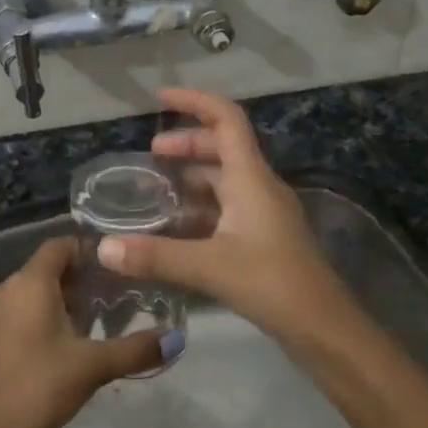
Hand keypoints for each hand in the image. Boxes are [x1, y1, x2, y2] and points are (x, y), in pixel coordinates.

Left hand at [0, 238, 178, 427]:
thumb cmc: (43, 386)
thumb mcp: (95, 365)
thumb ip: (137, 348)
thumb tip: (177, 340)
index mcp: (29, 282)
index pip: (60, 245)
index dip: (88, 249)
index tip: (117, 264)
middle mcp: (7, 287)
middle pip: (47, 267)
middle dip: (80, 277)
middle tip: (115, 293)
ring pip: (33, 289)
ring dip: (63, 297)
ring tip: (97, 316)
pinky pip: (21, 307)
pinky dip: (44, 312)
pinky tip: (68, 338)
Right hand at [98, 88, 352, 342]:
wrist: (324, 328)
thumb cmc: (272, 283)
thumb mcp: (209, 266)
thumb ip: (154, 255)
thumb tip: (103, 248)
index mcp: (251, 178)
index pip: (226, 120)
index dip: (194, 102)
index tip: (160, 99)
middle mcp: (260, 186)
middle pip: (223, 147)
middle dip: (186, 144)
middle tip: (150, 155)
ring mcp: (265, 212)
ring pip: (225, 178)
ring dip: (193, 175)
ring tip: (157, 187)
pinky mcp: (264, 236)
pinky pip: (228, 205)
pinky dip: (201, 204)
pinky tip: (178, 225)